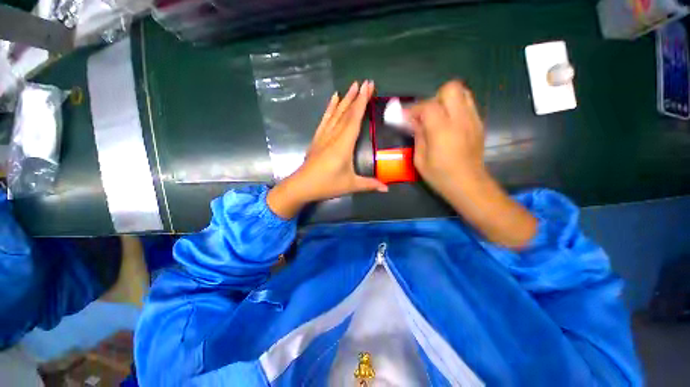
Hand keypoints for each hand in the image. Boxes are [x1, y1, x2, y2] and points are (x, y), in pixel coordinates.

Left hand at [267, 80, 387, 218]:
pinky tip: (333, 99)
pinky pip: (325, 120)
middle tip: (365, 82)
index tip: (368, 87)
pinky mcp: (317, 138)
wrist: (301, 186)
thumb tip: (387, 189)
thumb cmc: (327, 185)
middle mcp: (334, 136)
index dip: (362, 103)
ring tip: (352, 86)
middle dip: (356, 97)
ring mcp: (324, 136)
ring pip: (336, 113)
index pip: (354, 119)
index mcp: (343, 145)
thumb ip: (369, 185)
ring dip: (345, 99)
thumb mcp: (350, 185)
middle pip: (346, 113)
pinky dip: (330, 108)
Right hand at [407, 80, 536, 248]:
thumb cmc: (440, 175)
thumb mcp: (420, 159)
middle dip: (434, 97)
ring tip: (438, 117)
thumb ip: (418, 136)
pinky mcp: (479, 124)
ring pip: (462, 92)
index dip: (414, 109)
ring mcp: (473, 120)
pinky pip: (468, 105)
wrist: (468, 184)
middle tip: (426, 114)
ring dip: (447, 100)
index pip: (428, 105)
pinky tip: (449, 124)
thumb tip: (413, 121)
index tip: (405, 117)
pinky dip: (456, 108)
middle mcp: (460, 119)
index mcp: (442, 130)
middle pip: (450, 88)